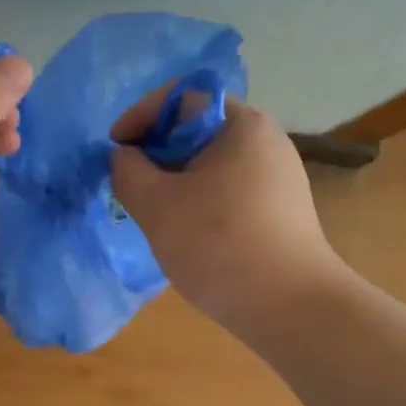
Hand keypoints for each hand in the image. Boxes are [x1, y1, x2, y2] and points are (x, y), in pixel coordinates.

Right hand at [110, 97, 343, 334]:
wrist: (290, 307)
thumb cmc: (219, 246)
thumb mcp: (157, 206)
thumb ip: (128, 172)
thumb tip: (124, 157)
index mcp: (241, 124)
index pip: (181, 97)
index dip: (140, 117)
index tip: (115, 151)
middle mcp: (266, 140)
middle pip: (197, 129)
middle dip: (156, 153)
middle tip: (131, 186)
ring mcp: (278, 176)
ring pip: (211, 163)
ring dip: (176, 181)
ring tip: (155, 214)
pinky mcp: (281, 209)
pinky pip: (229, 189)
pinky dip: (200, 200)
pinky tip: (189, 234)